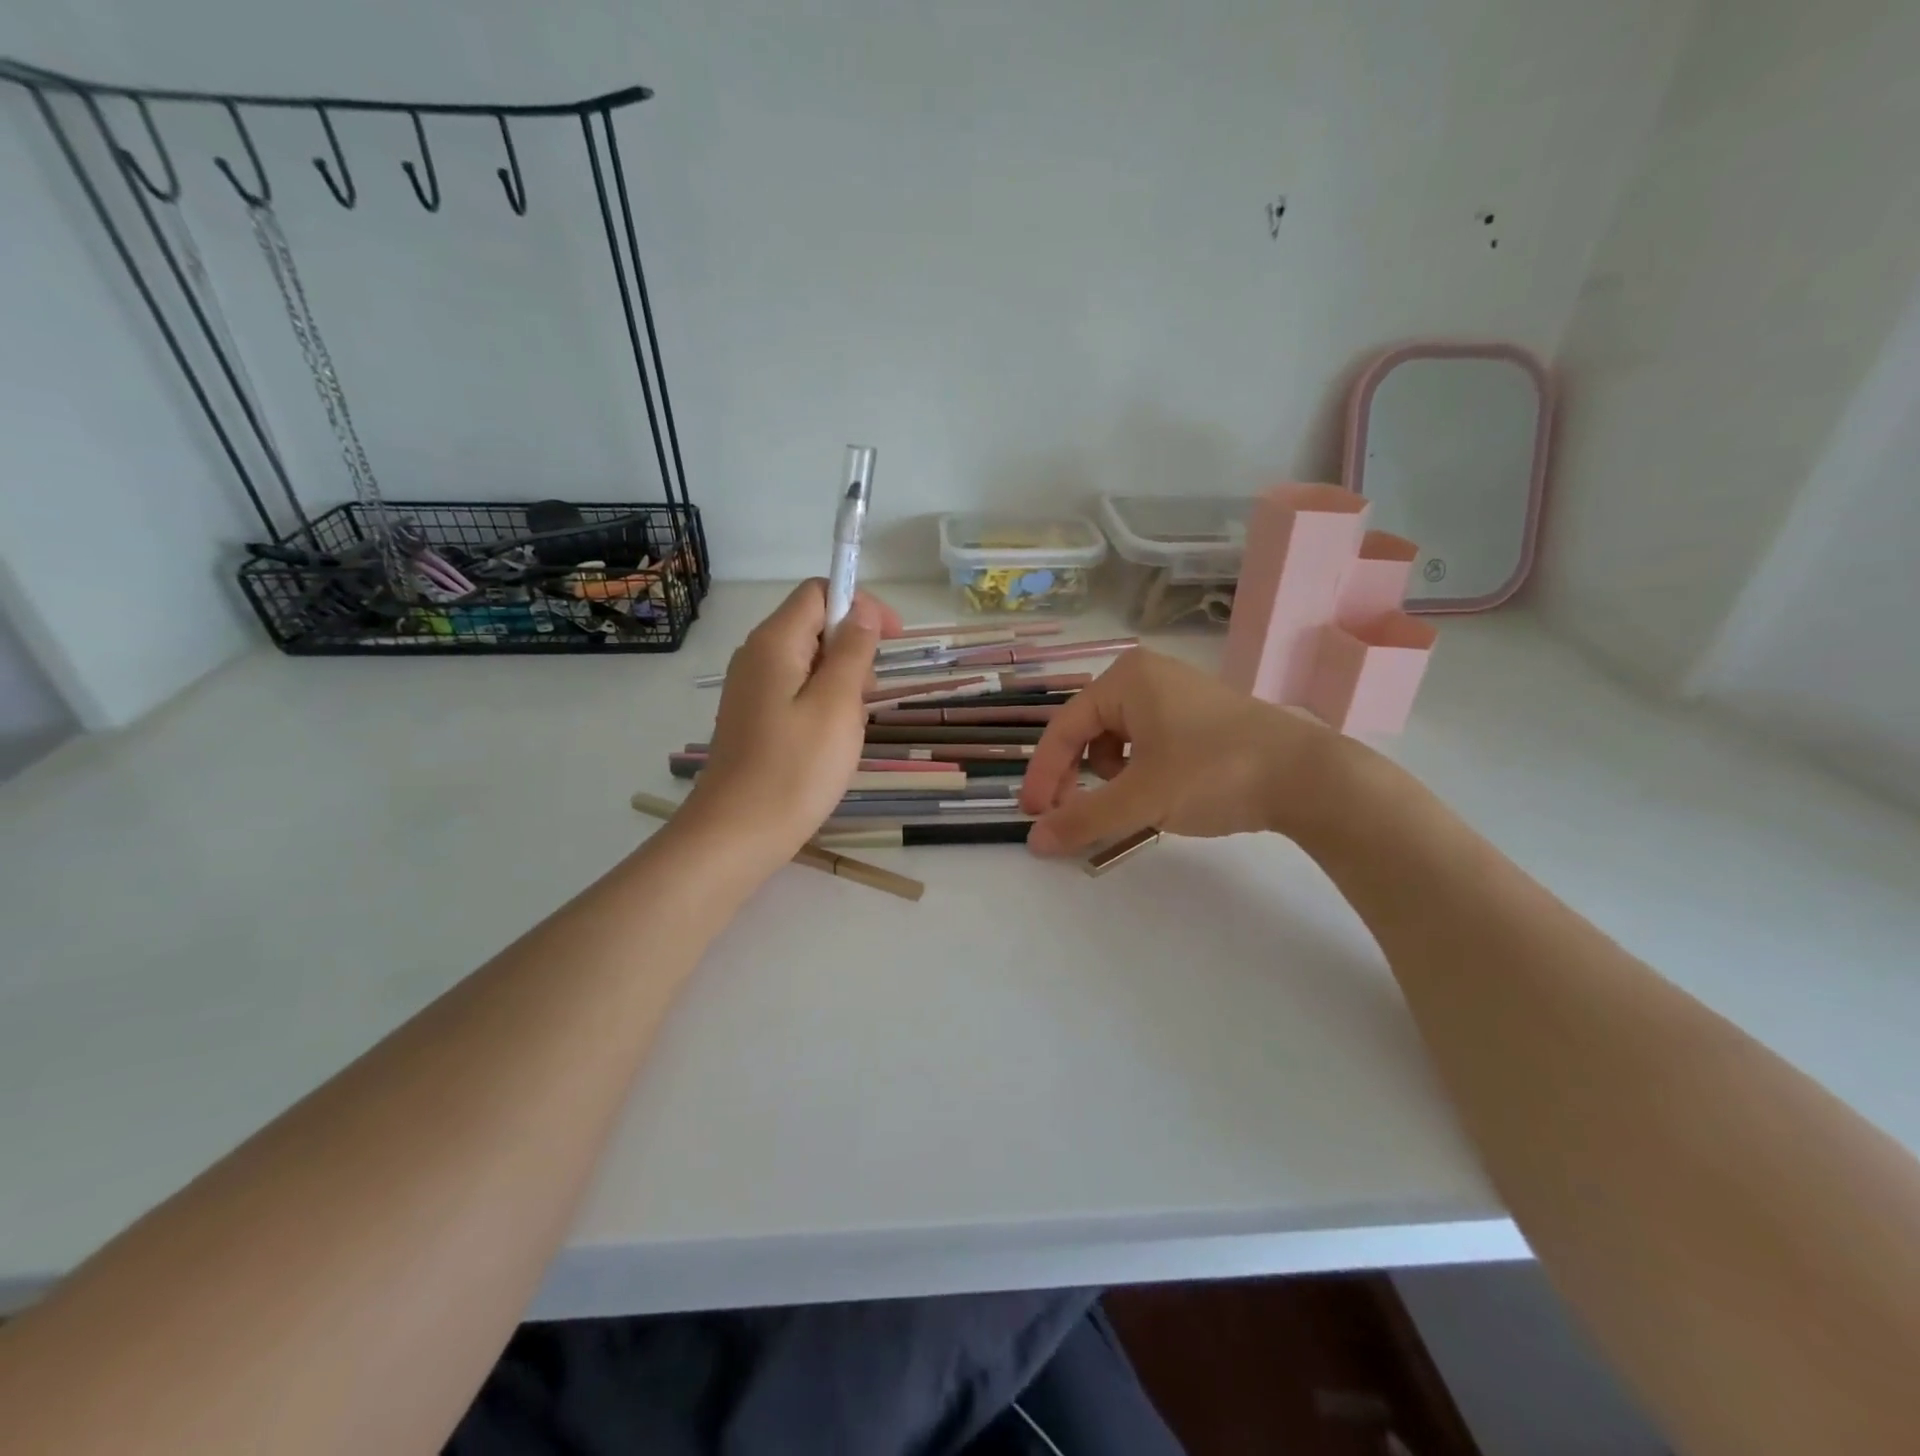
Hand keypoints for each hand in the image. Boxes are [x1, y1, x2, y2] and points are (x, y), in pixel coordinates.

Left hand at [682, 580, 901, 867]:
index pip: (819, 592)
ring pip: (810, 664)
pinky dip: (823, 706)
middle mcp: (757, 656)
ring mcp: (752, 689)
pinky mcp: (754, 717)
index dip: (860, 605)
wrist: (736, 834)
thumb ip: (852, 651)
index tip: (892, 640)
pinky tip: (831, 744)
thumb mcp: (837, 705)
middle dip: (853, 651)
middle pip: (814, 626)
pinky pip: (797, 693)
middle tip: (869, 698)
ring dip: (842, 684)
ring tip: (851, 730)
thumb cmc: (795, 769)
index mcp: (775, 642)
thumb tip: (862, 610)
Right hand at [1018, 648, 1344, 854]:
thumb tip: (1033, 842)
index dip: (1043, 775)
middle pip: (1088, 731)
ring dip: (1109, 777)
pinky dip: (1139, 772)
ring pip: (1117, 740)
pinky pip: (1148, 742)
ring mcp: (1177, 694)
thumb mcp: (1141, 799)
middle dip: (1076, 777)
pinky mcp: (1200, 717)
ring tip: (1130, 804)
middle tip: (1073, 817)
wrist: (1308, 777)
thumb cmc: (1214, 773)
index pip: (1063, 728)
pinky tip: (1159, 794)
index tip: (1033, 817)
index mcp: (1126, 678)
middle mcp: (1147, 676)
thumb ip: (1082, 819)